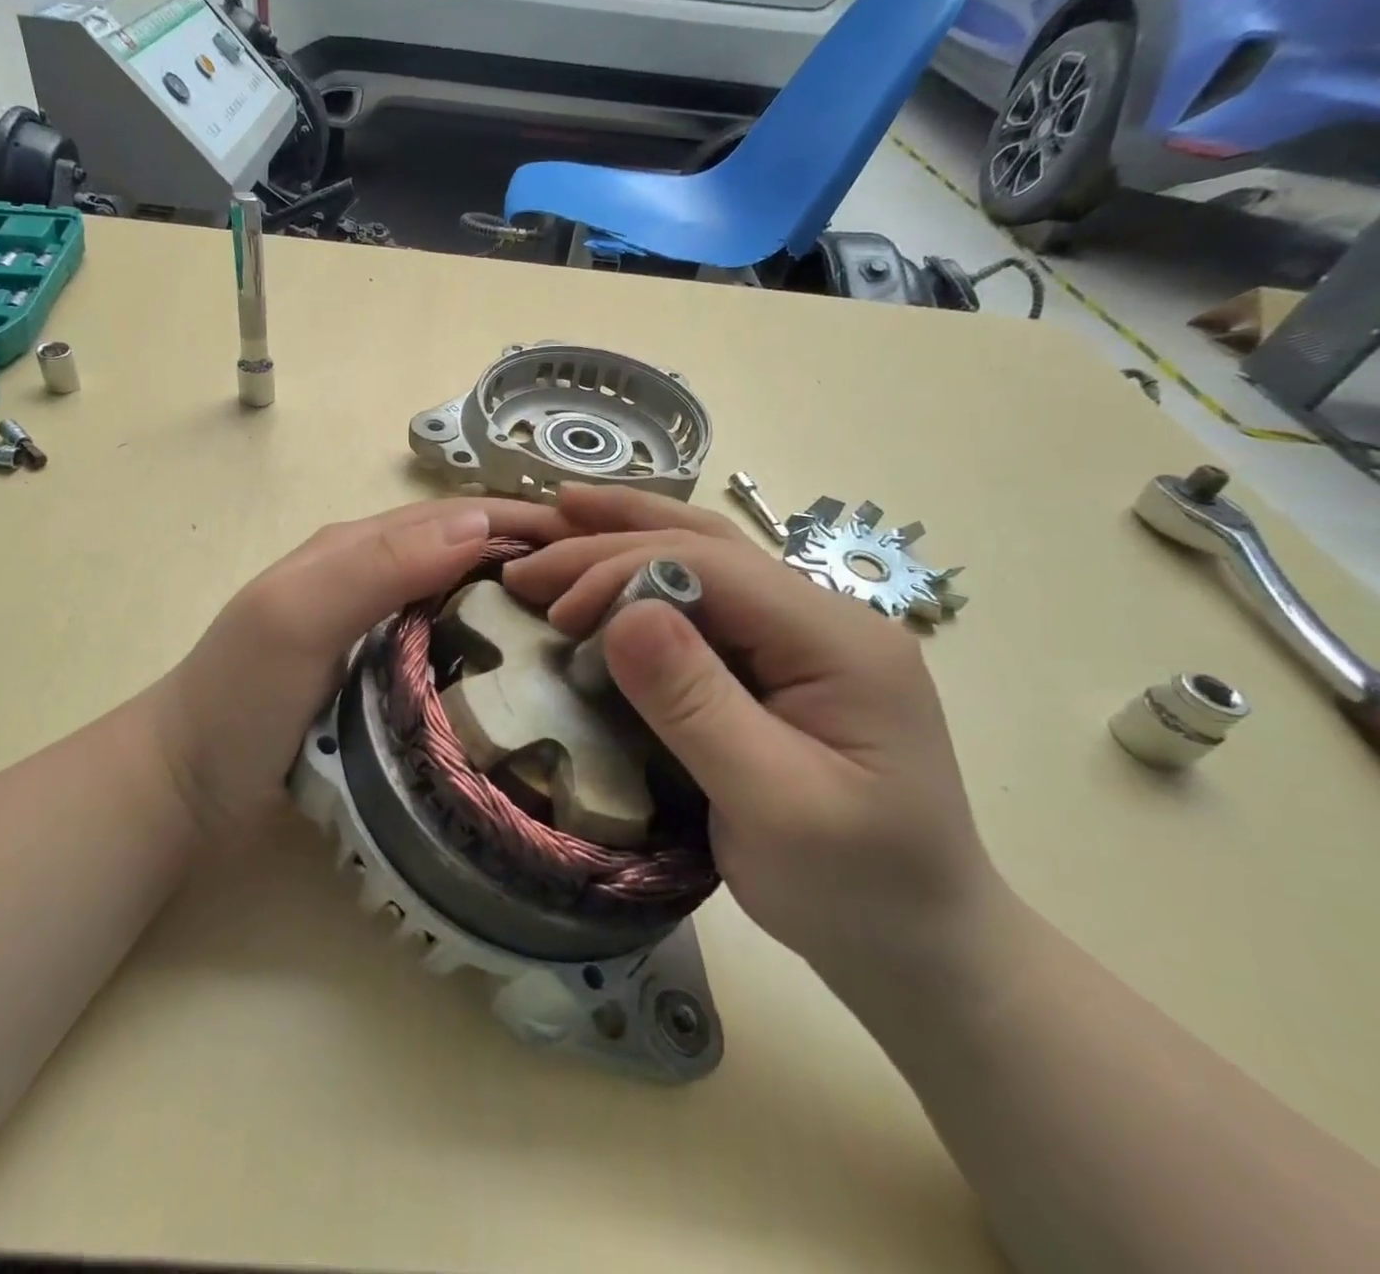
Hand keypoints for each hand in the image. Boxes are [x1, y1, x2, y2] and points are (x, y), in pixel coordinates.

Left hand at [149, 497, 564, 837]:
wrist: (186, 786)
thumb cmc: (237, 697)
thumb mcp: (296, 616)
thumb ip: (377, 565)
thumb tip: (481, 522)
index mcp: (358, 549)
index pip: (458, 516)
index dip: (526, 518)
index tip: (602, 543)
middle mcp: (376, 580)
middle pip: (470, 554)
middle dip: (538, 559)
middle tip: (613, 594)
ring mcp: (382, 633)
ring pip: (467, 602)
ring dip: (523, 606)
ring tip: (594, 633)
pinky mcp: (387, 682)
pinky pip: (454, 652)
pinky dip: (496, 652)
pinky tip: (533, 679)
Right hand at [503, 485, 1001, 984]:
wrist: (921, 941)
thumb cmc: (853, 886)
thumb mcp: (772, 803)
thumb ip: (696, 704)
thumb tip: (623, 614)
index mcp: (837, 640)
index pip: (712, 567)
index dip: (621, 572)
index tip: (553, 611)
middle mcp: (825, 617)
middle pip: (707, 545)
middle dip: (611, 540)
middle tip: (529, 556)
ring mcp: (805, 636)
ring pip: (706, 557)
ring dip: (629, 534)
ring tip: (563, 510)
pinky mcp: (780, 663)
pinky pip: (705, 599)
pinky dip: (645, 573)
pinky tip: (611, 563)